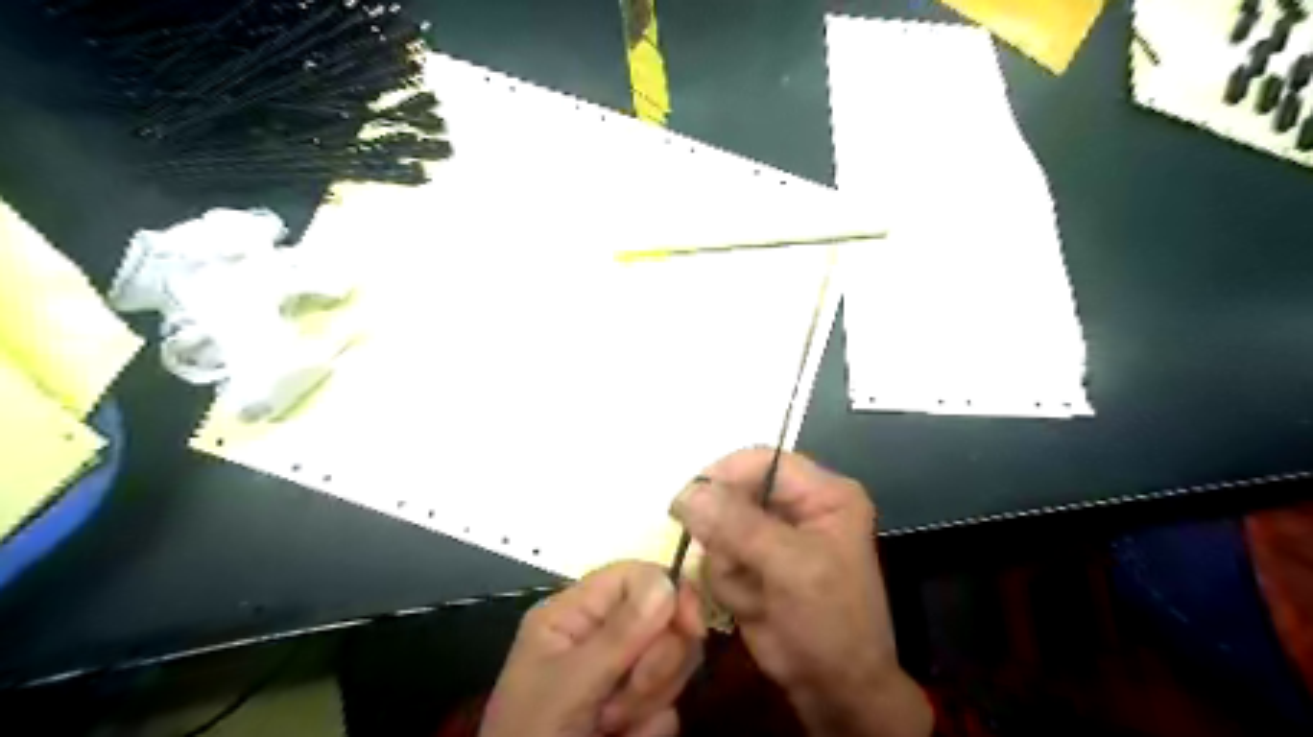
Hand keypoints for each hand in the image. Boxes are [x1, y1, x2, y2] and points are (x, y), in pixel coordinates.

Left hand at [481, 560, 706, 734]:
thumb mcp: (568, 684)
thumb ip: (618, 635)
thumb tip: (667, 582)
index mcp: (574, 613)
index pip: (635, 577)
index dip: (670, 593)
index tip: (691, 628)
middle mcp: (600, 635)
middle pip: (663, 619)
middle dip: (653, 663)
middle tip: (619, 701)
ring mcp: (620, 673)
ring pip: (672, 662)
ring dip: (650, 700)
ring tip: (610, 727)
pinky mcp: (635, 710)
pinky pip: (669, 705)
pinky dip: (652, 730)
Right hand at [670, 448, 927, 736]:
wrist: (835, 690)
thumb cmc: (830, 622)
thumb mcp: (791, 567)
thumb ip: (738, 526)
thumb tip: (686, 494)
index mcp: (822, 493)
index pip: (762, 460)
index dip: (724, 474)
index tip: (687, 500)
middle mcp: (795, 507)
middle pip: (734, 493)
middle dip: (727, 534)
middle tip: (736, 565)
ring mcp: (771, 537)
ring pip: (718, 528)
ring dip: (727, 566)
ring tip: (755, 594)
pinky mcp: (752, 564)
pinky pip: (716, 557)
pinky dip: (725, 584)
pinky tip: (751, 606)